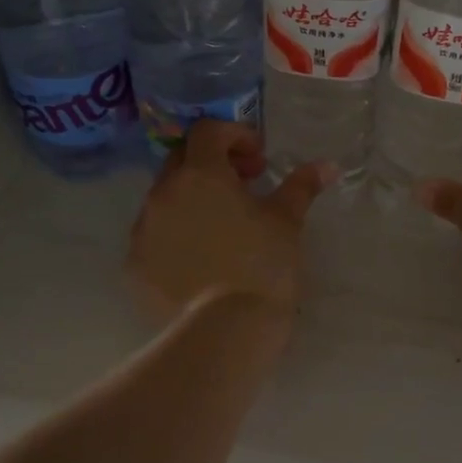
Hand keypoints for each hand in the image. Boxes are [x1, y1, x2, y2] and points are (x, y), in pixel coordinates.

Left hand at [128, 120, 334, 321]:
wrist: (224, 331)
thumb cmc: (262, 266)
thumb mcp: (287, 221)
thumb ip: (302, 186)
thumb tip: (327, 165)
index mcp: (200, 174)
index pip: (208, 131)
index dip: (235, 136)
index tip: (259, 161)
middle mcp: (163, 193)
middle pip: (182, 159)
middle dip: (212, 163)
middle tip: (244, 187)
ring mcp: (143, 229)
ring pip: (165, 198)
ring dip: (192, 199)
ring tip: (222, 226)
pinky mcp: (135, 264)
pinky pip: (154, 235)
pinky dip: (176, 233)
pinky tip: (200, 258)